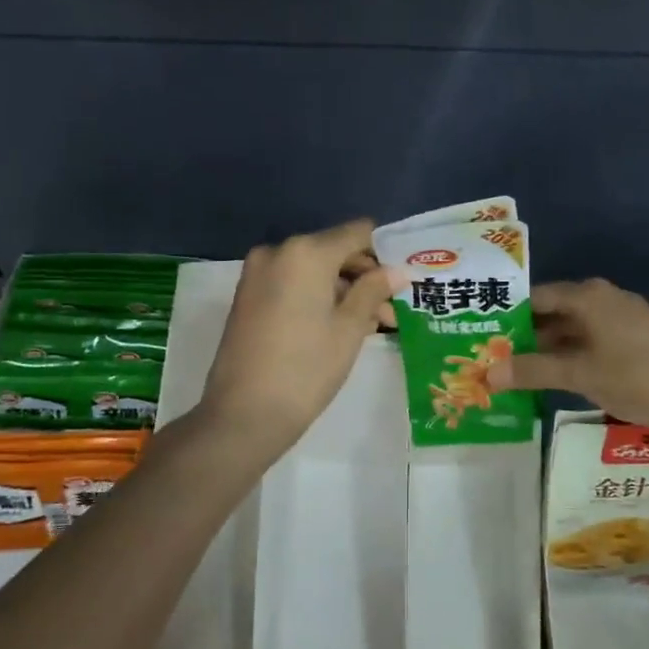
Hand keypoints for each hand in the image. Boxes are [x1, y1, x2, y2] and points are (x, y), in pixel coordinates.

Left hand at [202, 220, 402, 456]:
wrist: (243, 414)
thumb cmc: (306, 369)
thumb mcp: (349, 329)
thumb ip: (373, 292)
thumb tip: (396, 272)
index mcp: (306, 252)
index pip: (357, 233)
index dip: (385, 252)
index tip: (404, 279)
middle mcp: (278, 252)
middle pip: (334, 251)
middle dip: (365, 277)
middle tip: (392, 311)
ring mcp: (257, 274)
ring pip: (314, 271)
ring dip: (344, 291)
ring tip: (373, 327)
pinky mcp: (248, 296)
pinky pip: (292, 285)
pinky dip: (318, 298)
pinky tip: (340, 327)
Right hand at [485, 278, 648, 435]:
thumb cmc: (636, 375)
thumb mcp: (579, 373)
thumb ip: (532, 371)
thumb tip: (488, 374)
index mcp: (587, 296)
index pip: (534, 297)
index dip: (507, 315)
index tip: (482, 335)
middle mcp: (603, 299)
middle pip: (553, 313)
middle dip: (524, 336)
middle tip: (493, 357)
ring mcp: (622, 320)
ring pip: (573, 330)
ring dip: (548, 350)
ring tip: (517, 372)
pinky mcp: (636, 340)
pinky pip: (592, 342)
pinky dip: (571, 357)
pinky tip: (557, 378)